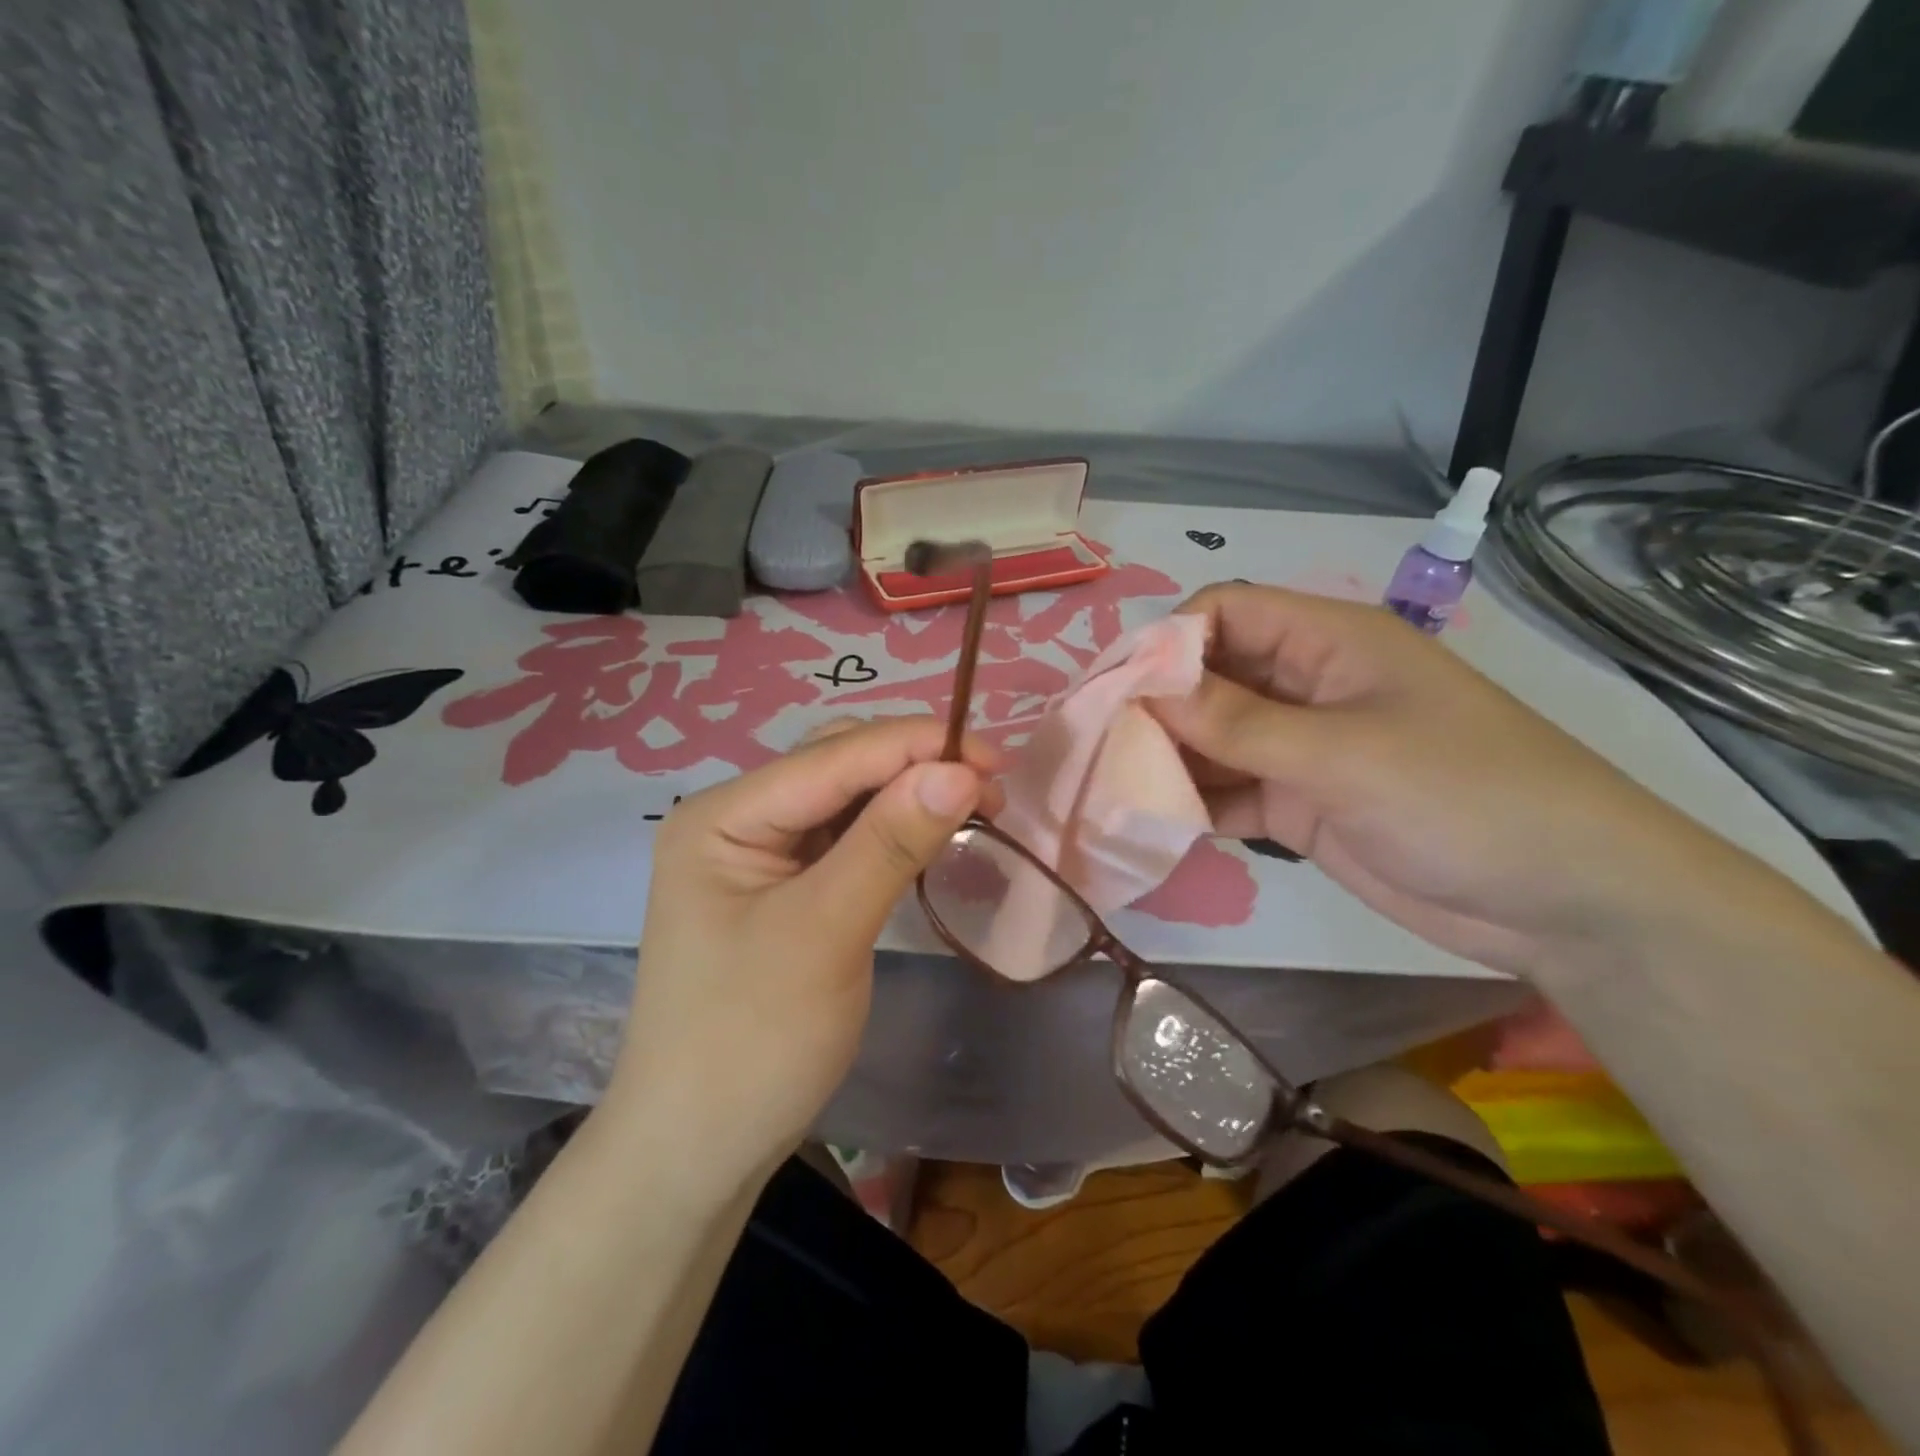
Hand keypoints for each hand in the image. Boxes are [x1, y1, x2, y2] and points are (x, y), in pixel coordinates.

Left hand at [604, 718, 998, 1183]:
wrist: (697, 1153)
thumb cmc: (752, 1044)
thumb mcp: (826, 934)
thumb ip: (890, 843)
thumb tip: (960, 770)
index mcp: (722, 816)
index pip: (832, 757)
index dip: (916, 746)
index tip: (996, 760)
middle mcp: (736, 819)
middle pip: (837, 766)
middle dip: (914, 766)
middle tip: (991, 790)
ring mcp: (758, 855)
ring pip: (846, 800)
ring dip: (909, 796)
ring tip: (975, 807)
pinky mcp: (783, 888)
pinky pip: (846, 839)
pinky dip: (893, 832)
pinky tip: (930, 835)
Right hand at [1150, 584, 1750, 974]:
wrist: (1564, 902)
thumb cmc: (1464, 796)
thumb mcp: (1344, 753)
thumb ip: (1239, 724)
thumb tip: (1145, 691)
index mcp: (1326, 642)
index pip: (1224, 613)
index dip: (1166, 642)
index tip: (1116, 691)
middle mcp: (1305, 686)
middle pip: (1208, 677)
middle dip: (1155, 706)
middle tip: (1098, 746)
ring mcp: (1300, 749)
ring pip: (1212, 739)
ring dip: (1167, 758)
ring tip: (1111, 786)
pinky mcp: (1298, 805)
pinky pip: (1228, 792)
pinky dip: (1193, 802)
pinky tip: (1152, 821)